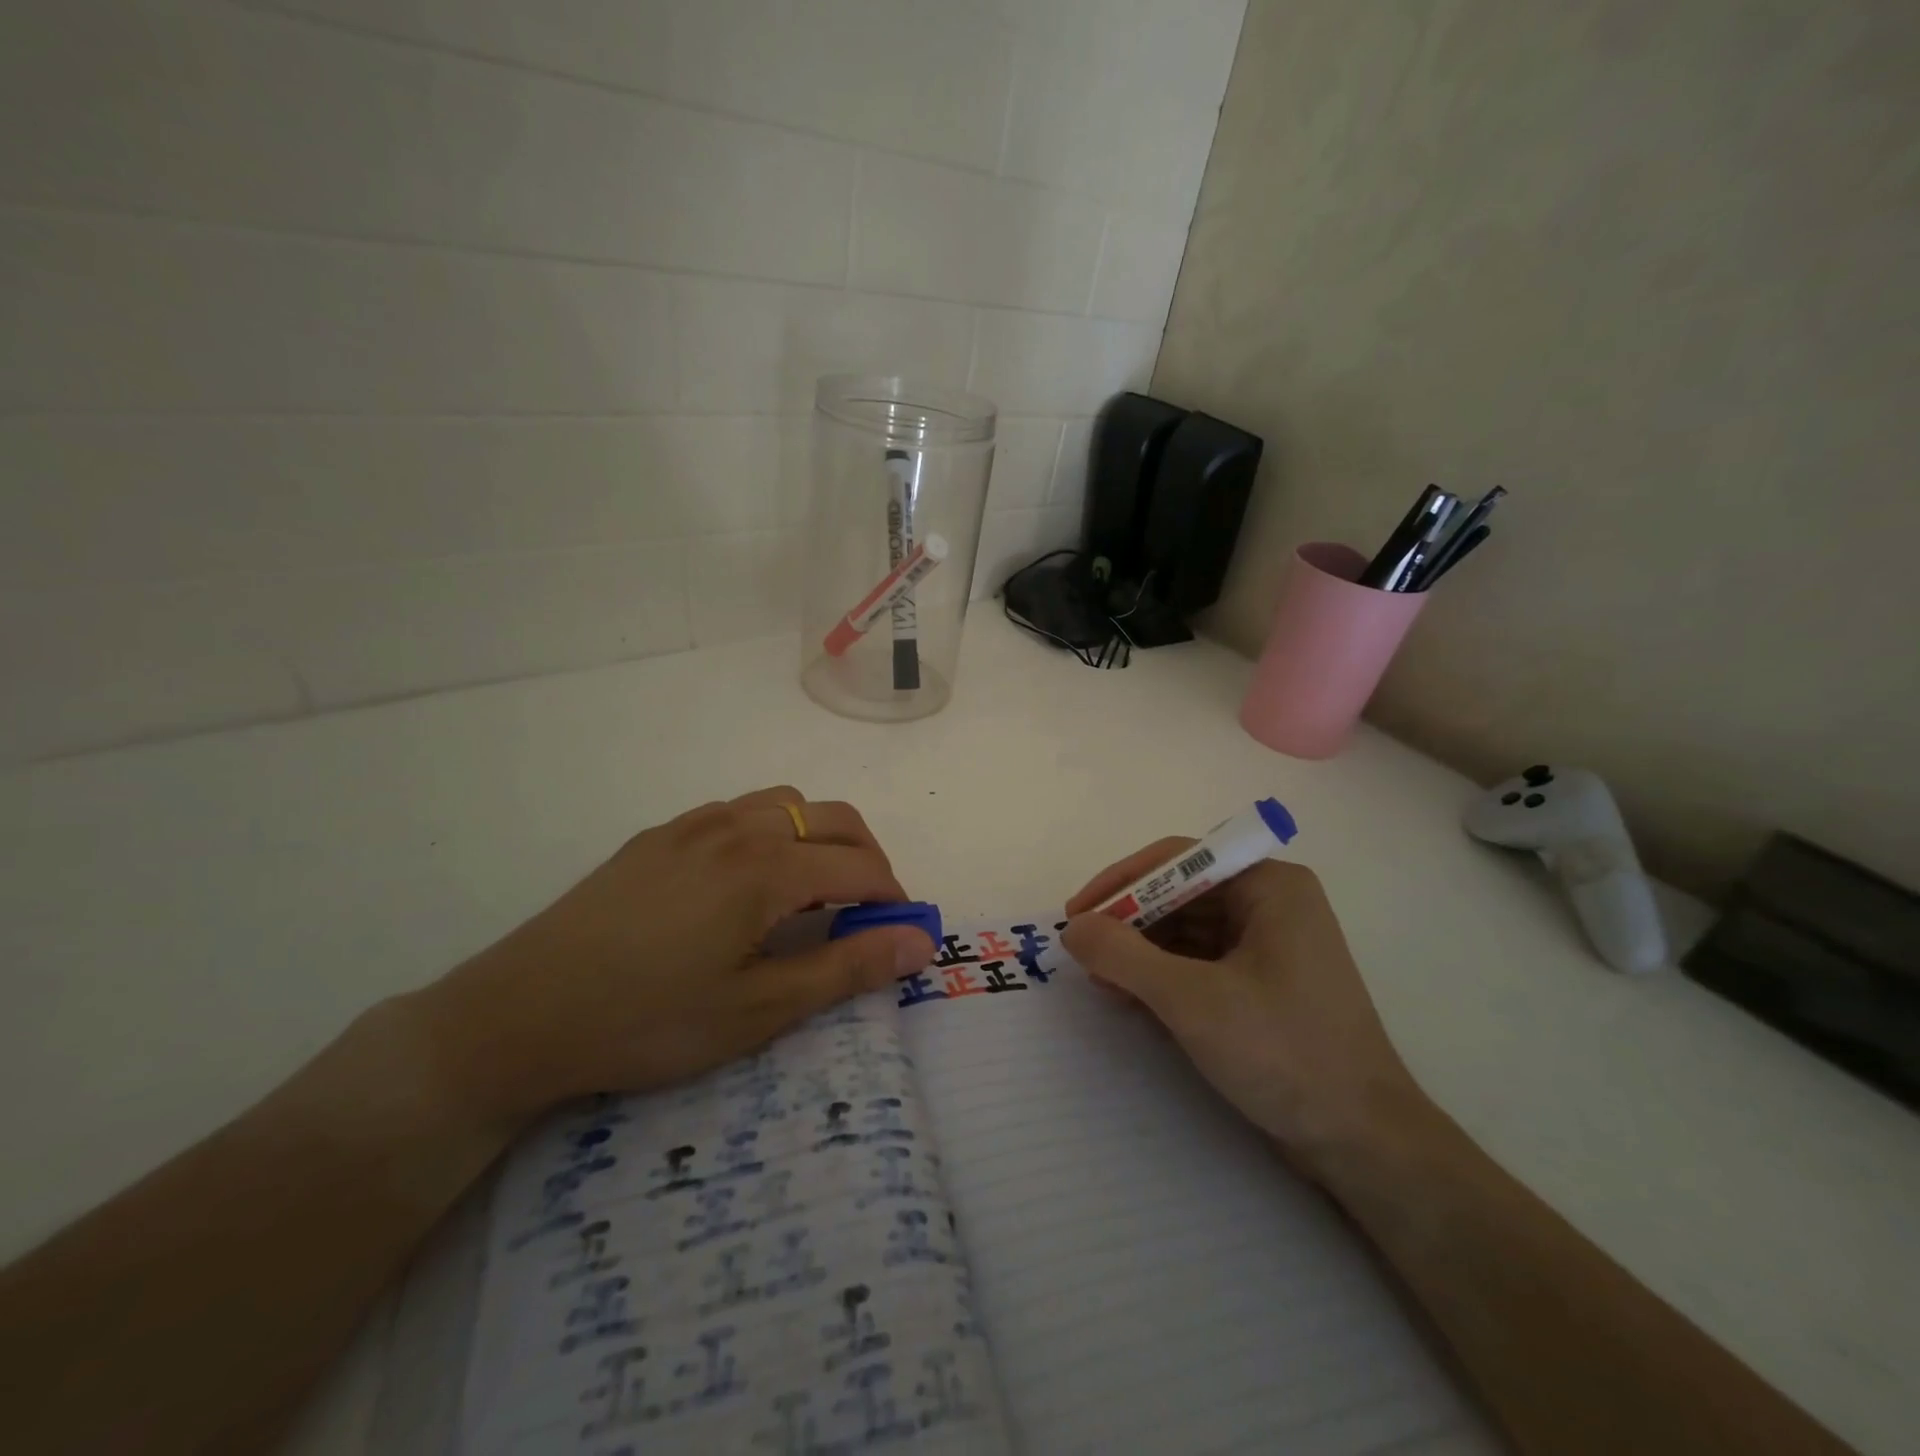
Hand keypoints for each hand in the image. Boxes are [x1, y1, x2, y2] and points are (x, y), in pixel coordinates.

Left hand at [419, 787, 933, 1128]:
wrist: (519, 1015)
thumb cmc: (649, 1020)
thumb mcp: (759, 1009)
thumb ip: (848, 968)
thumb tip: (921, 940)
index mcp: (766, 867)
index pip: (860, 867)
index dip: (894, 898)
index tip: (901, 934)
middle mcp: (737, 827)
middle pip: (833, 819)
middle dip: (867, 859)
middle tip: (866, 913)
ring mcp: (692, 825)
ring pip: (785, 805)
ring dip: (818, 838)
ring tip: (810, 892)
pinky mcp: (658, 837)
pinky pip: (737, 812)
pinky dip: (771, 833)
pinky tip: (746, 884)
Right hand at [1061, 840, 1424, 1172]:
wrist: (1363, 1143)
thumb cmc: (1283, 1053)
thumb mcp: (1191, 1000)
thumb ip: (1123, 956)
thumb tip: (1073, 928)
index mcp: (1269, 886)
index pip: (1178, 860)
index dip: (1120, 882)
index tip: (1076, 915)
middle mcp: (1272, 903)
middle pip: (1181, 893)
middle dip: (1130, 922)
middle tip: (1083, 952)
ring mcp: (1271, 944)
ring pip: (1188, 930)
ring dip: (1142, 952)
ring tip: (1103, 981)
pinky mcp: (1265, 983)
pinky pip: (1202, 961)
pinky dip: (1165, 976)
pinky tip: (1134, 999)